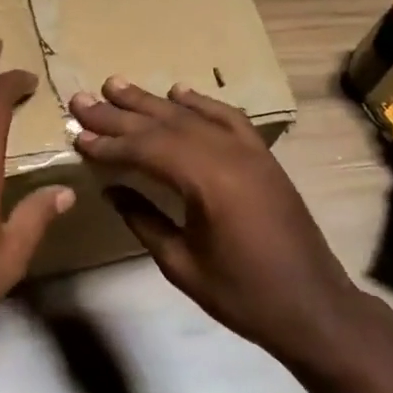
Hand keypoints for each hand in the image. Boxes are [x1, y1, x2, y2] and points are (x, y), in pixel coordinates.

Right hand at [71, 78, 376, 368]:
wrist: (314, 307)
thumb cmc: (244, 295)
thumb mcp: (182, 265)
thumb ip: (143, 220)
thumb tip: (111, 189)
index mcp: (208, 182)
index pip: (146, 150)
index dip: (109, 144)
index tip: (77, 136)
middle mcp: (228, 154)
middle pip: (164, 125)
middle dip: (119, 113)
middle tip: (82, 99)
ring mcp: (249, 151)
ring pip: (191, 115)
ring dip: (151, 101)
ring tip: (115, 85)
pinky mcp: (262, 156)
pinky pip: (227, 117)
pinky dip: (200, 102)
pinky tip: (178, 91)